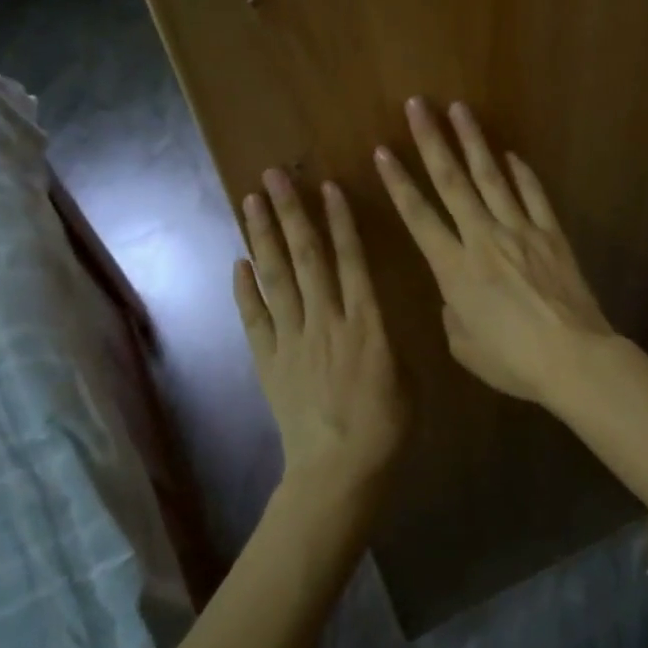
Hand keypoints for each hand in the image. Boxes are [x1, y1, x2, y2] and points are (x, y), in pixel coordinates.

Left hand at [234, 170, 407, 495]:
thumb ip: (389, 337)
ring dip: (263, 237)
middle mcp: (326, 321)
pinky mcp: (268, 361)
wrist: (339, 470)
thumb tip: (377, 317)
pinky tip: (239, 261)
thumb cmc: (387, 426)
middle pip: (306, 258)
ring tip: (250, 202)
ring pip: (276, 279)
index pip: (351, 260)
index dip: (340, 222)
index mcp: (367, 323)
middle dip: (290, 214)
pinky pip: (255, 318)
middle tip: (274, 177)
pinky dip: (245, 289)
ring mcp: (292, 340)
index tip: (327, 188)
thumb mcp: (408, 375)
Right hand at [374, 98, 612, 404]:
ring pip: (492, 178)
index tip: (382, 151)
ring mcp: (522, 232)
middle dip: (431, 141)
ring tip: (459, 110)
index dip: (398, 183)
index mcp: (455, 269)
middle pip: (453, 182)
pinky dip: (522, 174)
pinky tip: (511, 155)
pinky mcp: (552, 235)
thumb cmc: (513, 361)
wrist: (574, 358)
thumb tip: (456, 296)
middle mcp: (484, 239)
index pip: (418, 217)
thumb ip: (453, 314)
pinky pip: (534, 196)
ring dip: (473, 142)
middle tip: (418, 105)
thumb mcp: (465, 347)